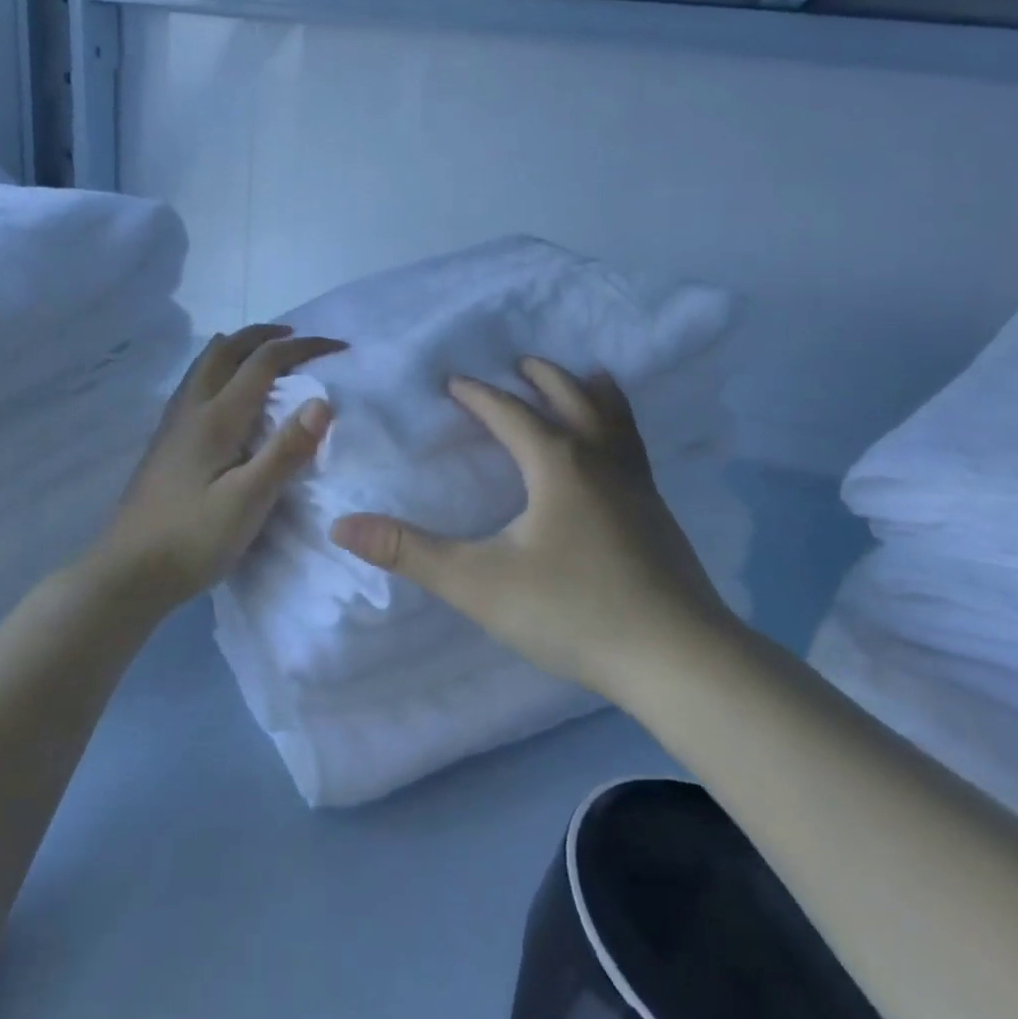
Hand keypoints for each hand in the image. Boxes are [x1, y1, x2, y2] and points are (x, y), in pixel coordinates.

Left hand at [94, 324, 344, 614]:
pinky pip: (195, 383)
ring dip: (238, 346)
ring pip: (205, 363)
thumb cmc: (192, 539)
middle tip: (296, 338)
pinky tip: (224, 393)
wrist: (127, 573)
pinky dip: (219, 368)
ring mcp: (173, 424)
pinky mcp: (165, 442)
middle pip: (227, 349)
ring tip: (262, 353)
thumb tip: (322, 401)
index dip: (303, 348)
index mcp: (216, 417)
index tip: (338, 348)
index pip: (264, 362)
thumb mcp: (248, 501)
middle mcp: (192, 408)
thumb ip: (285, 450)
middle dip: (264, 335)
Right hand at [330, 357, 736, 701]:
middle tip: (520, 362)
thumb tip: (342, 526)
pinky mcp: (657, 511)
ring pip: (613, 418)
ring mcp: (636, 484)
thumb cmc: (572, 611)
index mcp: (557, 462)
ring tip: (588, 375)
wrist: (676, 656)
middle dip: (541, 377)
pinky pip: (634, 447)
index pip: (509, 412)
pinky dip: (621, 426)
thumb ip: (410, 552)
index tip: (454, 382)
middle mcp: (600, 459)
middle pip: (570, 398)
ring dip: (591, 391)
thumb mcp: (478, 583)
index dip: (478, 395)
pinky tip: (621, 449)